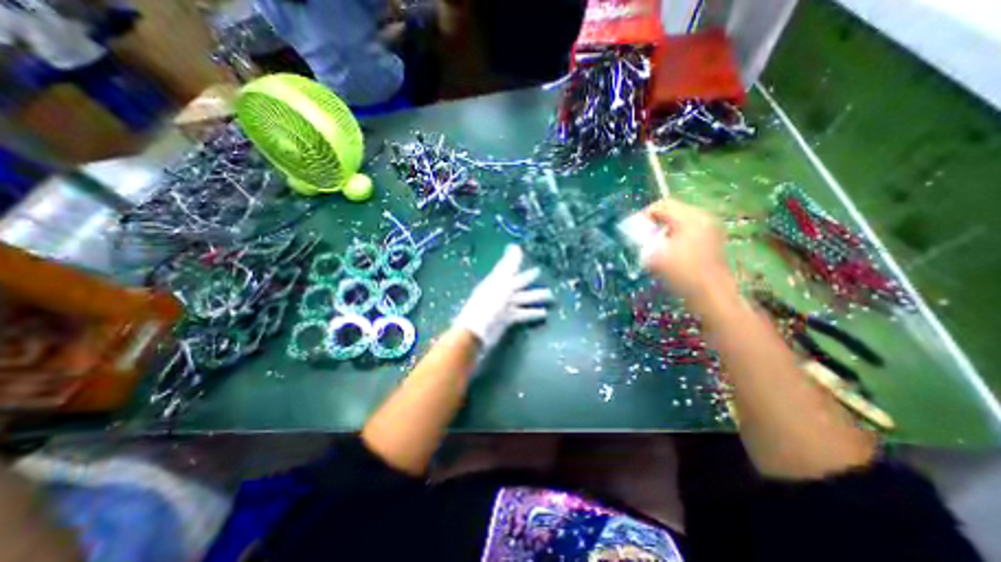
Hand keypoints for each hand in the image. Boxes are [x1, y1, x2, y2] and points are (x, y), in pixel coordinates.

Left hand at [455, 245, 554, 350]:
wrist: (477, 331)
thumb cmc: (488, 304)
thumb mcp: (501, 282)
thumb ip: (510, 266)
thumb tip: (515, 246)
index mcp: (497, 281)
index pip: (508, 267)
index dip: (515, 260)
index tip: (522, 251)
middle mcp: (500, 292)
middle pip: (517, 283)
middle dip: (528, 278)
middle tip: (540, 272)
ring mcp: (504, 306)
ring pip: (522, 299)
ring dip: (535, 297)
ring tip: (550, 295)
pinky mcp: (507, 319)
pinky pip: (522, 313)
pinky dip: (532, 313)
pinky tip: (543, 313)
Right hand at [640, 197, 732, 302]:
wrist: (711, 295)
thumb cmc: (682, 273)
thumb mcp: (655, 255)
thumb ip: (642, 240)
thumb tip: (635, 234)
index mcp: (690, 217)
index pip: (661, 205)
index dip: (644, 215)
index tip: (633, 230)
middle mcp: (702, 218)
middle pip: (671, 211)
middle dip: (654, 224)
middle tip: (642, 238)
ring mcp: (710, 229)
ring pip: (678, 222)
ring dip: (663, 231)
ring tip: (654, 247)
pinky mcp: (712, 241)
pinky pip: (687, 231)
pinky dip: (674, 238)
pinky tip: (669, 253)